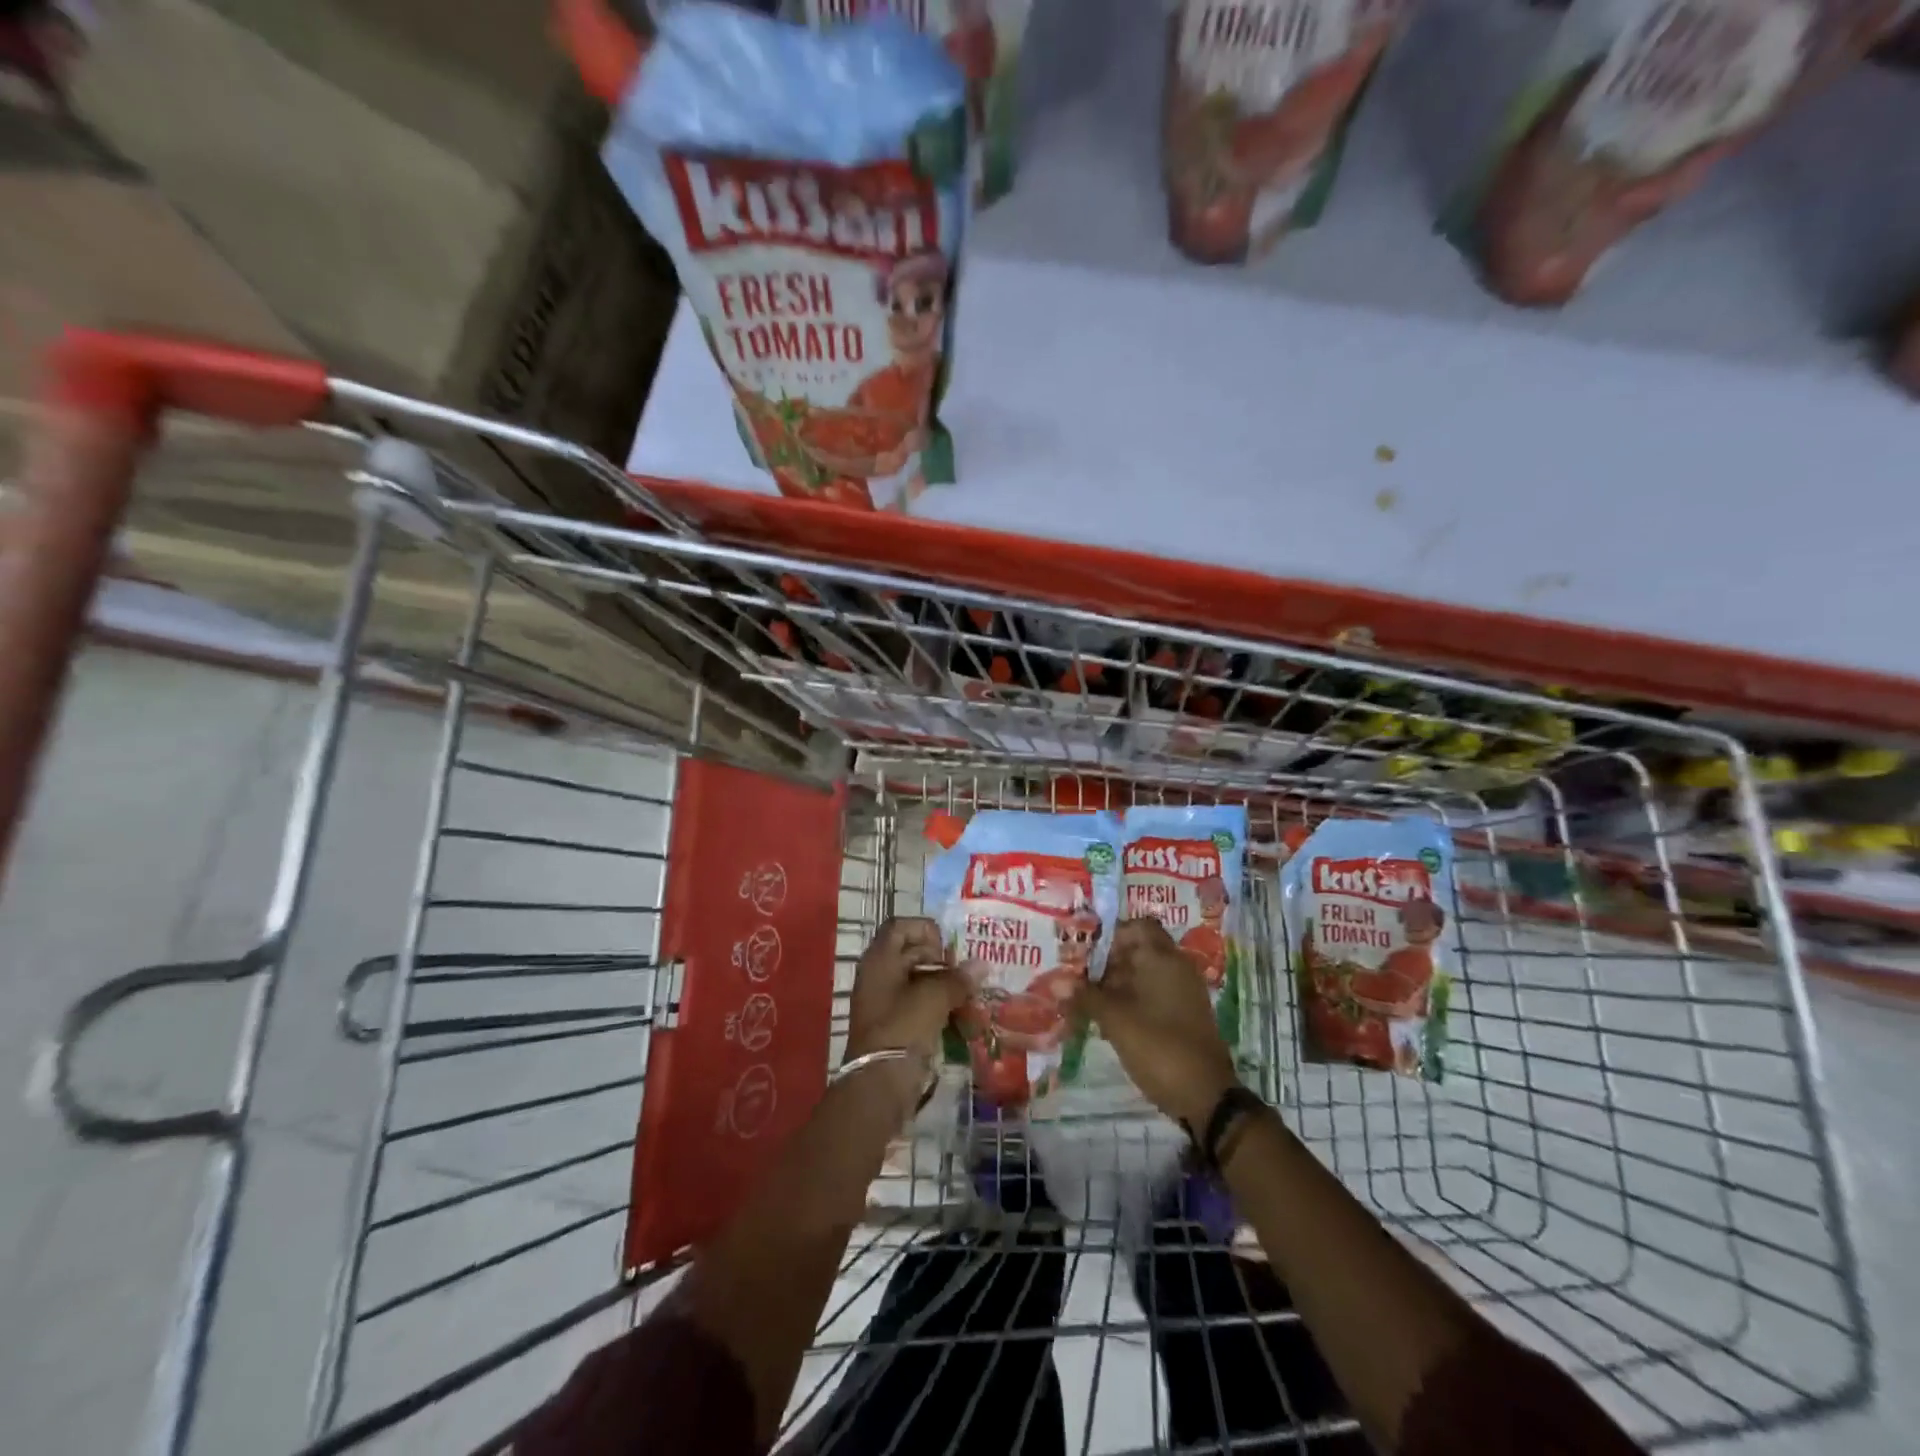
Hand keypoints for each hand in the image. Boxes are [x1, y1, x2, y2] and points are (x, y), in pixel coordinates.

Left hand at [845, 917, 967, 1067]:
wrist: (880, 1083)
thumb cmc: (903, 1027)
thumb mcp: (935, 997)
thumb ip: (958, 978)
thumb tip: (982, 964)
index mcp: (880, 959)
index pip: (900, 926)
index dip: (925, 930)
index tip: (948, 947)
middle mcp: (879, 975)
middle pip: (911, 953)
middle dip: (942, 961)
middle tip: (966, 972)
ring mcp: (885, 1002)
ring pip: (918, 982)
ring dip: (944, 986)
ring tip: (971, 995)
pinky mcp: (894, 1026)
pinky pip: (919, 1006)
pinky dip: (939, 1007)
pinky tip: (962, 1017)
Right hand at [1075, 918, 1239, 1129]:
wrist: (1206, 1096)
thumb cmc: (1158, 1046)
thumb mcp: (1116, 1020)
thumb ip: (1086, 997)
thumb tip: (1056, 984)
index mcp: (1163, 958)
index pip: (1136, 927)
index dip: (1110, 935)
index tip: (1084, 952)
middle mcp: (1176, 967)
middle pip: (1139, 950)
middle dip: (1108, 962)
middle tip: (1079, 978)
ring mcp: (1184, 992)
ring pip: (1145, 974)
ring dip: (1118, 984)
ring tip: (1087, 1001)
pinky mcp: (1185, 1015)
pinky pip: (1154, 995)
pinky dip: (1132, 1000)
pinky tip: (1109, 1020)